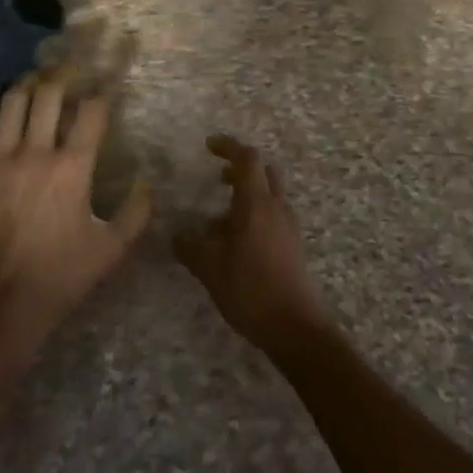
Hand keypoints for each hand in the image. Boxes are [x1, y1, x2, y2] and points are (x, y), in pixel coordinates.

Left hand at [0, 77, 150, 359]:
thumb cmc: (57, 278)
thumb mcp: (109, 250)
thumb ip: (135, 213)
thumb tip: (147, 181)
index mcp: (72, 168)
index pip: (91, 111)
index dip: (101, 91)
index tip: (105, 84)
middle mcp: (35, 152)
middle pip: (49, 95)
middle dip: (62, 77)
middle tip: (69, 71)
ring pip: (12, 103)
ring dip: (26, 86)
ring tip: (34, 82)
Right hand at [174, 135, 333, 357]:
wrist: (295, 327)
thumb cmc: (251, 289)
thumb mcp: (210, 269)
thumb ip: (191, 248)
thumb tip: (178, 236)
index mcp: (257, 203)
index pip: (247, 158)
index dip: (228, 146)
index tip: (208, 145)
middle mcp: (276, 207)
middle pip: (263, 172)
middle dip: (239, 169)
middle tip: (217, 178)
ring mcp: (288, 226)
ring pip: (268, 195)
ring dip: (245, 196)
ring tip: (217, 222)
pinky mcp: (292, 245)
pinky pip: (272, 216)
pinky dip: (253, 216)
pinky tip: (234, 244)